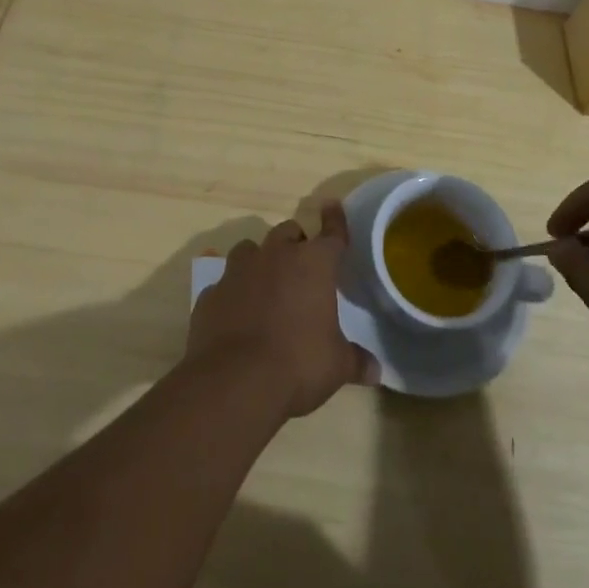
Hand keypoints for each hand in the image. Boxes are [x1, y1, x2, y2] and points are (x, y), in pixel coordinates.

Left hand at [187, 204, 377, 418]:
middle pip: (288, 232)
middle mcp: (276, 255)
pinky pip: (224, 283)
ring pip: (250, 249)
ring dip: (260, 260)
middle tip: (301, 265)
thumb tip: (377, 371)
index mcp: (313, 264)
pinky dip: (233, 292)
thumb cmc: (298, 364)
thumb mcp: (336, 366)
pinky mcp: (211, 293)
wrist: (235, 382)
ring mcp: (239, 271)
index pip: (331, 232)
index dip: (334, 219)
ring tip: (265, 283)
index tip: (332, 206)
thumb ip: (356, 361)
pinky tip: (236, 312)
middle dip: (296, 243)